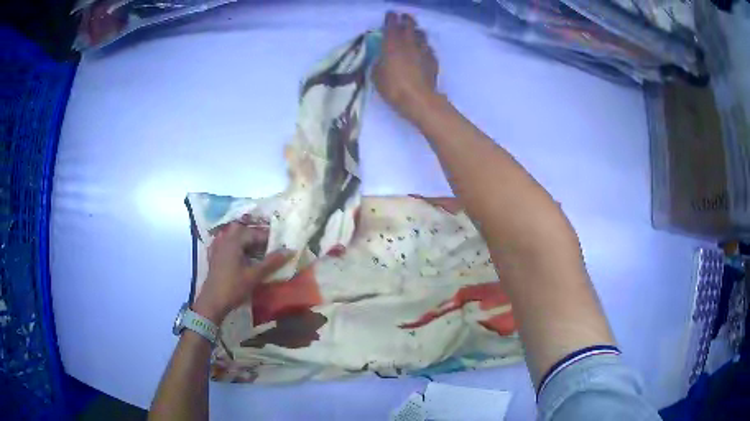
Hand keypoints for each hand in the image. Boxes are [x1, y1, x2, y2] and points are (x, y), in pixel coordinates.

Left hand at [193, 222, 291, 324]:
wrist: (212, 302)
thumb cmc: (234, 287)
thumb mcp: (254, 275)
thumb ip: (272, 262)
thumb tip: (290, 250)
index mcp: (234, 241)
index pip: (255, 233)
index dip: (269, 238)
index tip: (281, 244)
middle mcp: (225, 239)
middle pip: (242, 230)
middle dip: (256, 235)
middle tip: (269, 244)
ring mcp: (217, 247)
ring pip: (233, 236)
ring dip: (245, 240)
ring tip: (257, 249)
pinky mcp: (214, 256)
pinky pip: (226, 243)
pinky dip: (235, 245)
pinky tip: (240, 253)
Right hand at [374, 12, 438, 122]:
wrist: (418, 99)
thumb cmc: (393, 87)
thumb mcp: (376, 75)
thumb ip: (378, 62)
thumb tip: (381, 58)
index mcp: (392, 44)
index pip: (391, 25)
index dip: (391, 18)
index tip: (391, 14)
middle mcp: (409, 43)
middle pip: (409, 25)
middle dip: (406, 19)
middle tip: (404, 18)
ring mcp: (423, 50)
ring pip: (421, 35)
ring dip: (417, 31)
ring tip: (415, 32)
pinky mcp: (433, 60)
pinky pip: (429, 48)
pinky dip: (425, 46)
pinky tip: (423, 50)